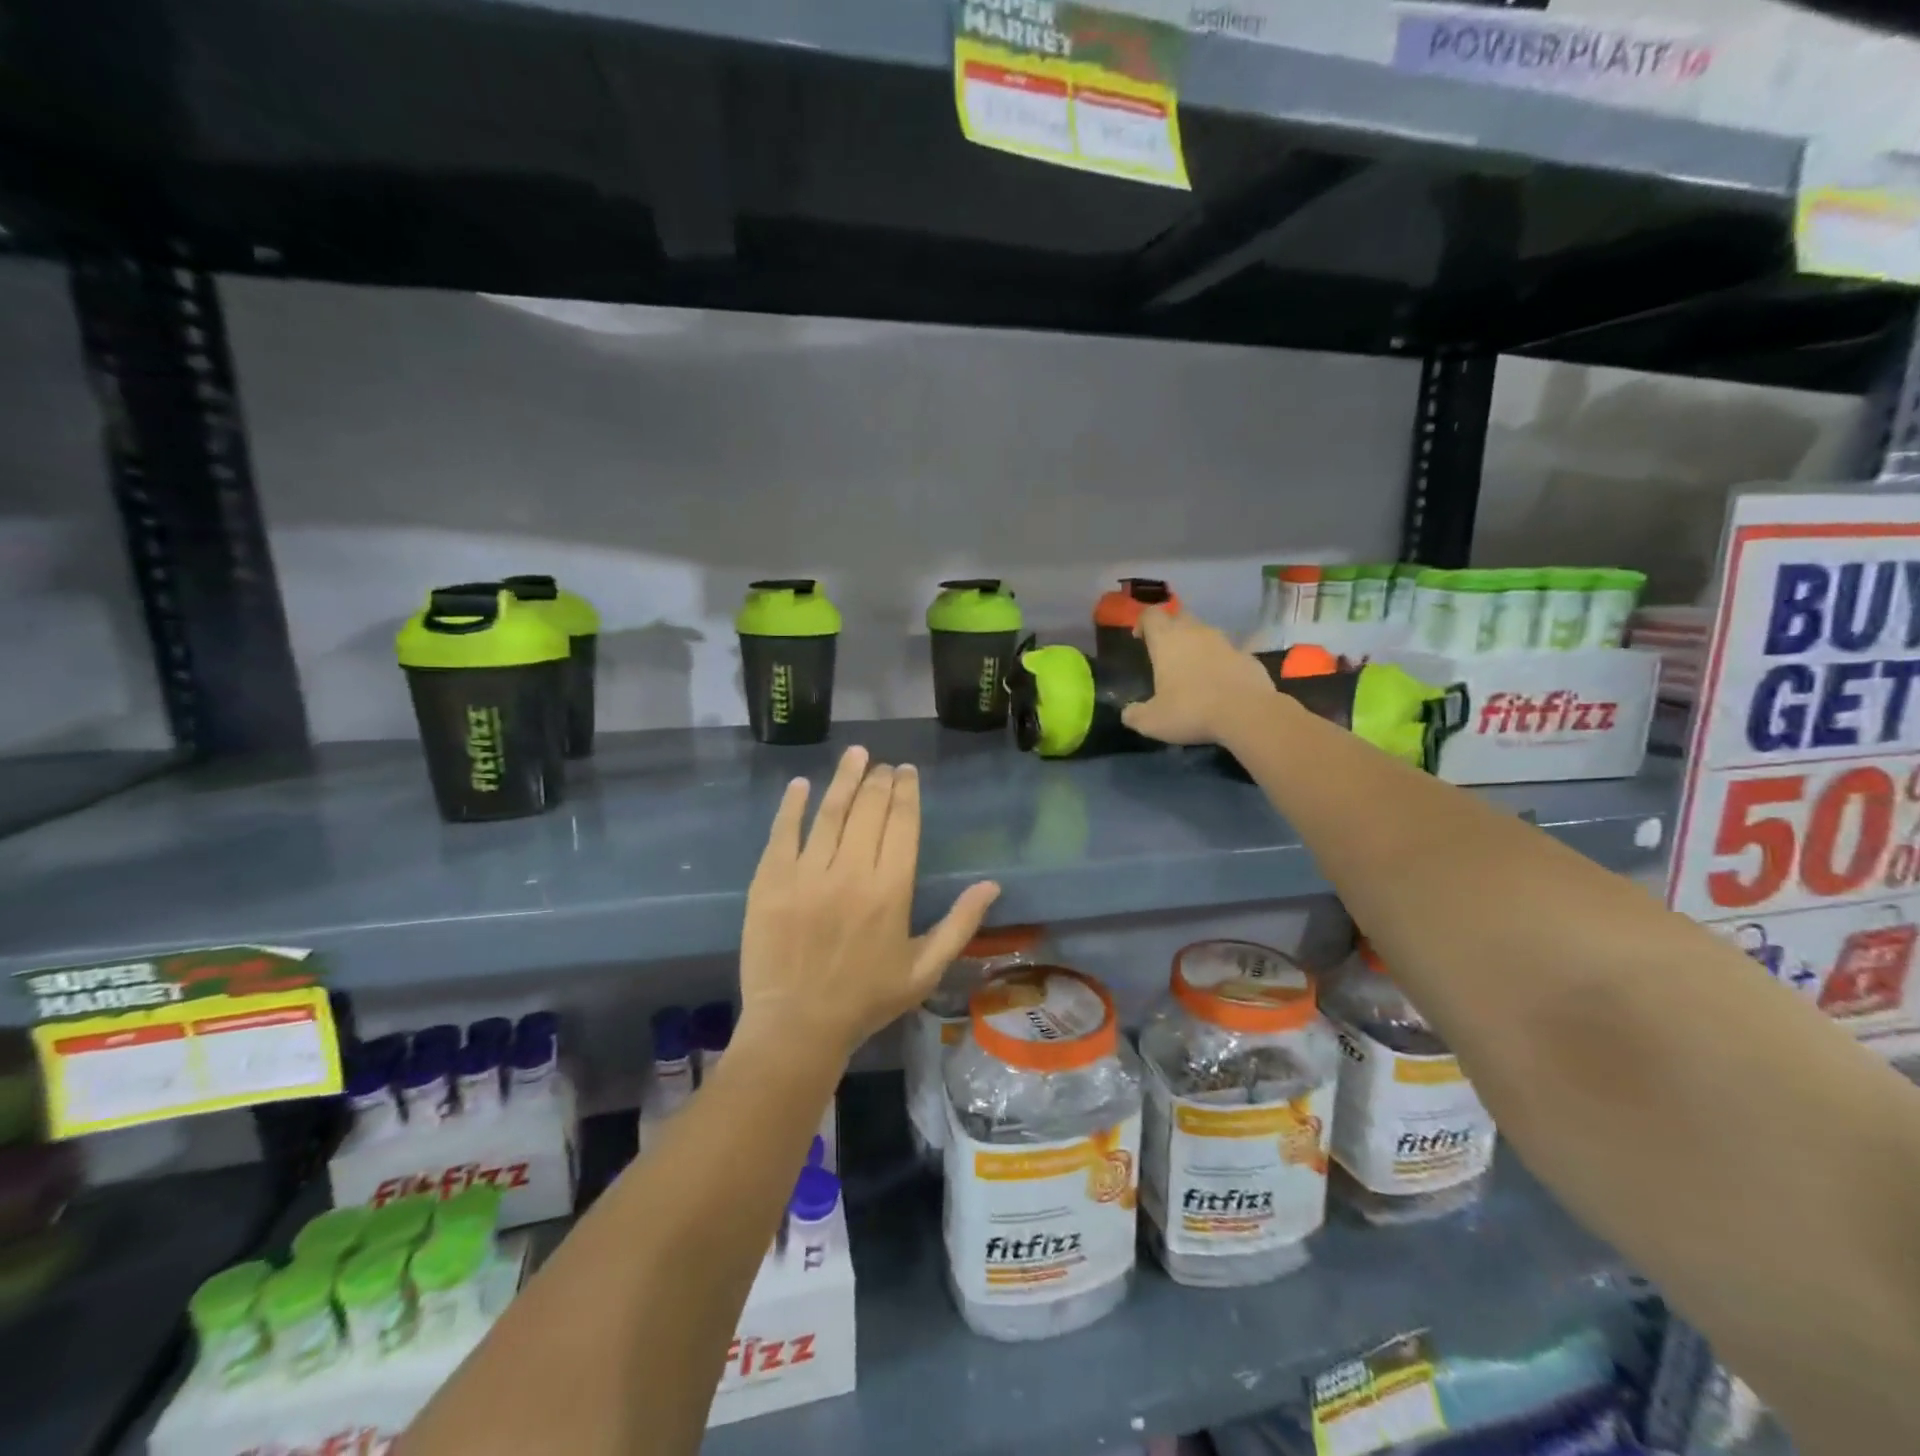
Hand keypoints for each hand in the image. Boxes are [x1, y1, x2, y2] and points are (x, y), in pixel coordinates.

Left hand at [738, 746, 1001, 1059]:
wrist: (797, 1027)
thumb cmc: (866, 1000)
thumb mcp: (925, 969)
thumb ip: (960, 924)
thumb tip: (992, 884)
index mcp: (891, 891)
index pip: (903, 824)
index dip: (906, 792)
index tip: (907, 772)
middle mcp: (851, 873)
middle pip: (868, 810)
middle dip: (879, 781)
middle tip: (883, 766)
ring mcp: (806, 874)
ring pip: (829, 812)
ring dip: (844, 779)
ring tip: (855, 755)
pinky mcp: (770, 881)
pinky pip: (783, 833)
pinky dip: (792, 806)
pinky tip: (801, 785)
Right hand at [1121, 605, 1276, 745]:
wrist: (1247, 714)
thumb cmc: (1191, 710)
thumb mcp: (1151, 722)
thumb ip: (1135, 715)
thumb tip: (1128, 713)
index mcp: (1167, 640)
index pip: (1150, 615)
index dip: (1142, 623)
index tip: (1139, 639)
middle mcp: (1195, 632)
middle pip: (1179, 616)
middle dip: (1170, 629)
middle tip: (1165, 653)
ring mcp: (1225, 642)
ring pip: (1205, 633)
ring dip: (1196, 645)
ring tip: (1192, 670)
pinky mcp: (1248, 656)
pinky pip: (1228, 653)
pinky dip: (1220, 662)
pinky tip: (1219, 684)